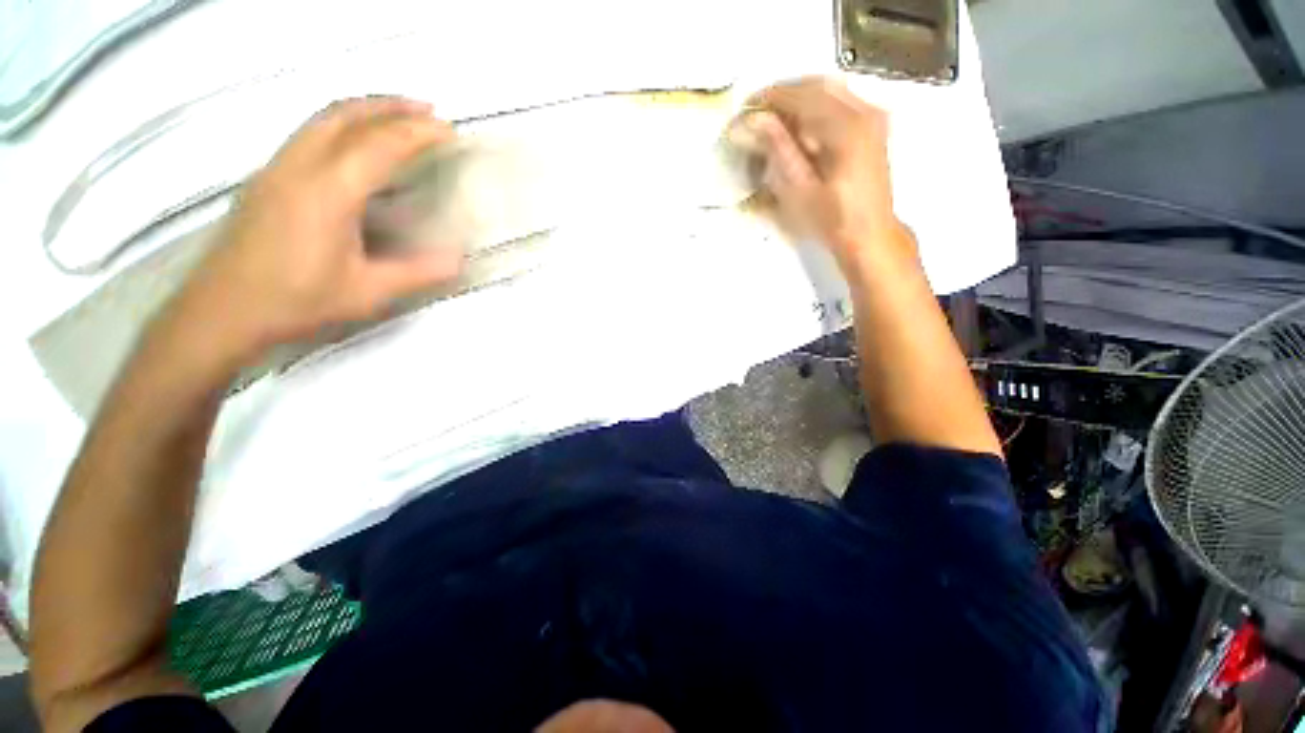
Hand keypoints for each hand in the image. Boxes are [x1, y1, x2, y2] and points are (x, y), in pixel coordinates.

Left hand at [174, 97, 462, 365]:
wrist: (222, 310)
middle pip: (346, 115)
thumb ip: (416, 273)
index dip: (418, 133)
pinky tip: (355, 141)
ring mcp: (277, 167)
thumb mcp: (366, 292)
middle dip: (390, 106)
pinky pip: (308, 132)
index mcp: (329, 192)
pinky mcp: (266, 177)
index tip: (449, 130)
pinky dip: (340, 122)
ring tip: (396, 115)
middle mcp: (300, 166)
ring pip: (322, 118)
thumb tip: (459, 260)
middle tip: (426, 109)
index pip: (381, 145)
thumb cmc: (296, 301)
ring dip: (363, 108)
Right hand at [729, 77, 910, 267]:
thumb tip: (752, 120)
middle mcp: (864, 111)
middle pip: (817, 85)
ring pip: (829, 89)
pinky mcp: (873, 125)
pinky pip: (839, 100)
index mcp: (847, 128)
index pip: (802, 96)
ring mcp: (872, 115)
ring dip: (797, 98)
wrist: (869, 234)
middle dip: (783, 95)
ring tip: (771, 119)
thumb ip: (779, 150)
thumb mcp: (800, 190)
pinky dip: (814, 105)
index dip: (770, 99)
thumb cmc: (832, 220)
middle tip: (754, 112)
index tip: (744, 109)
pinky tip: (797, 124)